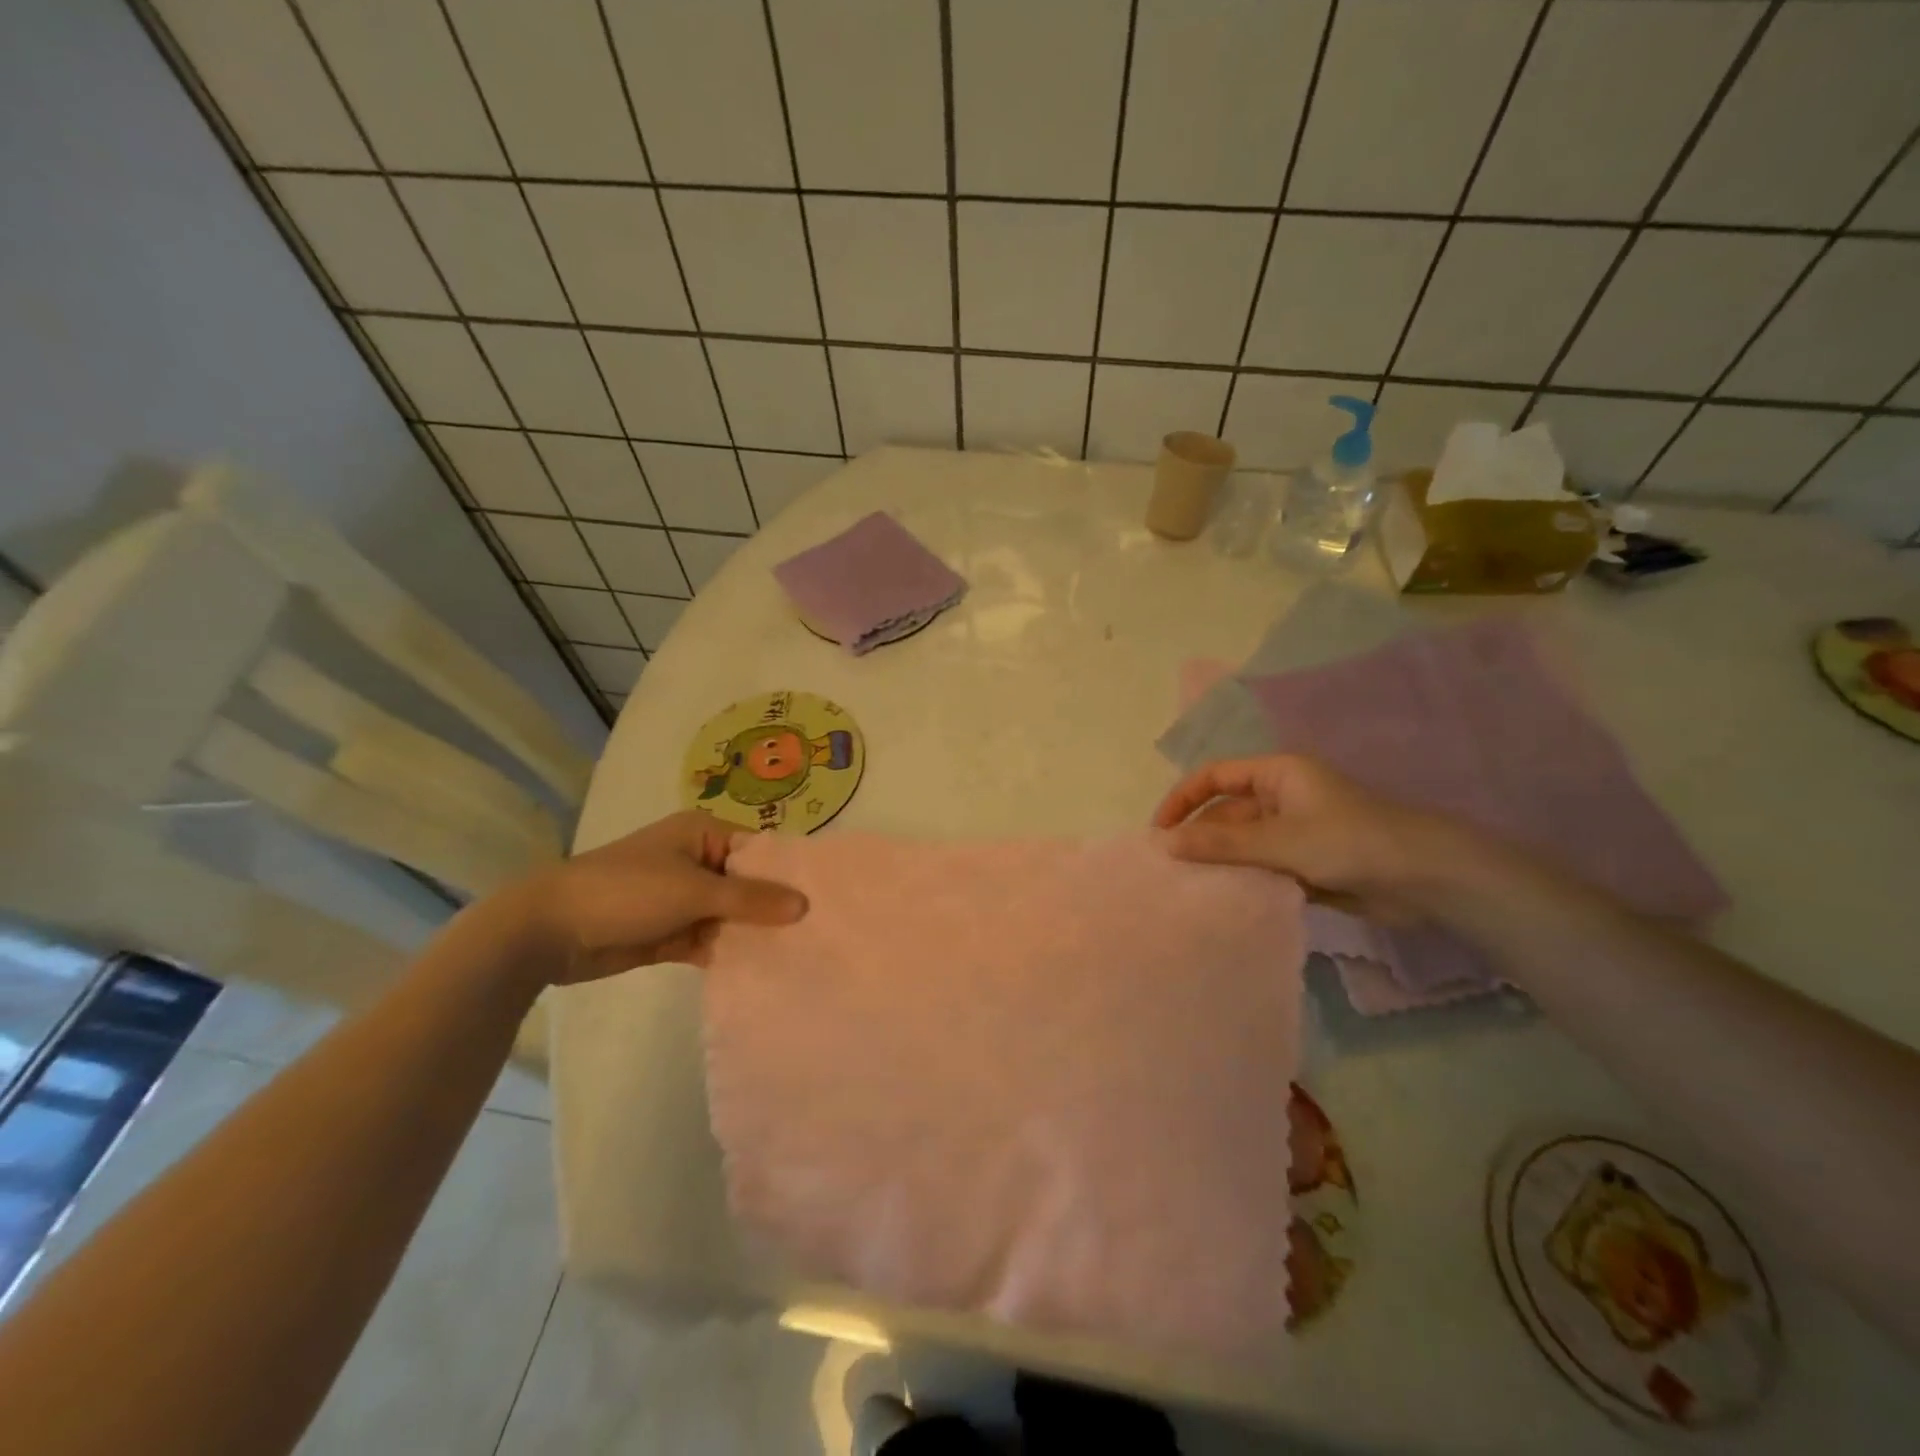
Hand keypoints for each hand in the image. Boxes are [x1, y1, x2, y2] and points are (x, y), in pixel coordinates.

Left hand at [503, 811, 806, 983]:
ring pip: (730, 916)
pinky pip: (710, 940)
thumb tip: (805, 905)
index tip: (825, 900)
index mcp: (704, 834)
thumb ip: (750, 899)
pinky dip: (728, 953)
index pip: (760, 850)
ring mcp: (683, 898)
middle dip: (774, 910)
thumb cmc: (626, 891)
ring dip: (752, 935)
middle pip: (748, 885)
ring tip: (799, 957)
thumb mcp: (693, 891)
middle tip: (819, 934)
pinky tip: (760, 973)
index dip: (789, 874)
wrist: (548, 931)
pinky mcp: (670, 931)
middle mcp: (697, 860)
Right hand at [1152, 755, 1470, 920]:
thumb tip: (1165, 843)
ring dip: (1222, 863)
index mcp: (1277, 774)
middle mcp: (1282, 797)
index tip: (1159, 831)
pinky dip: (1245, 880)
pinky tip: (1226, 900)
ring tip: (1190, 889)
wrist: (1426, 879)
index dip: (1183, 799)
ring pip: (1244, 844)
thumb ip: (1222, 844)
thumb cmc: (1349, 842)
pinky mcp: (1307, 863)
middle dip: (1200, 838)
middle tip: (1170, 870)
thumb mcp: (1280, 840)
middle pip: (1227, 813)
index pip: (1214, 777)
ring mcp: (1295, 831)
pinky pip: (1263, 867)